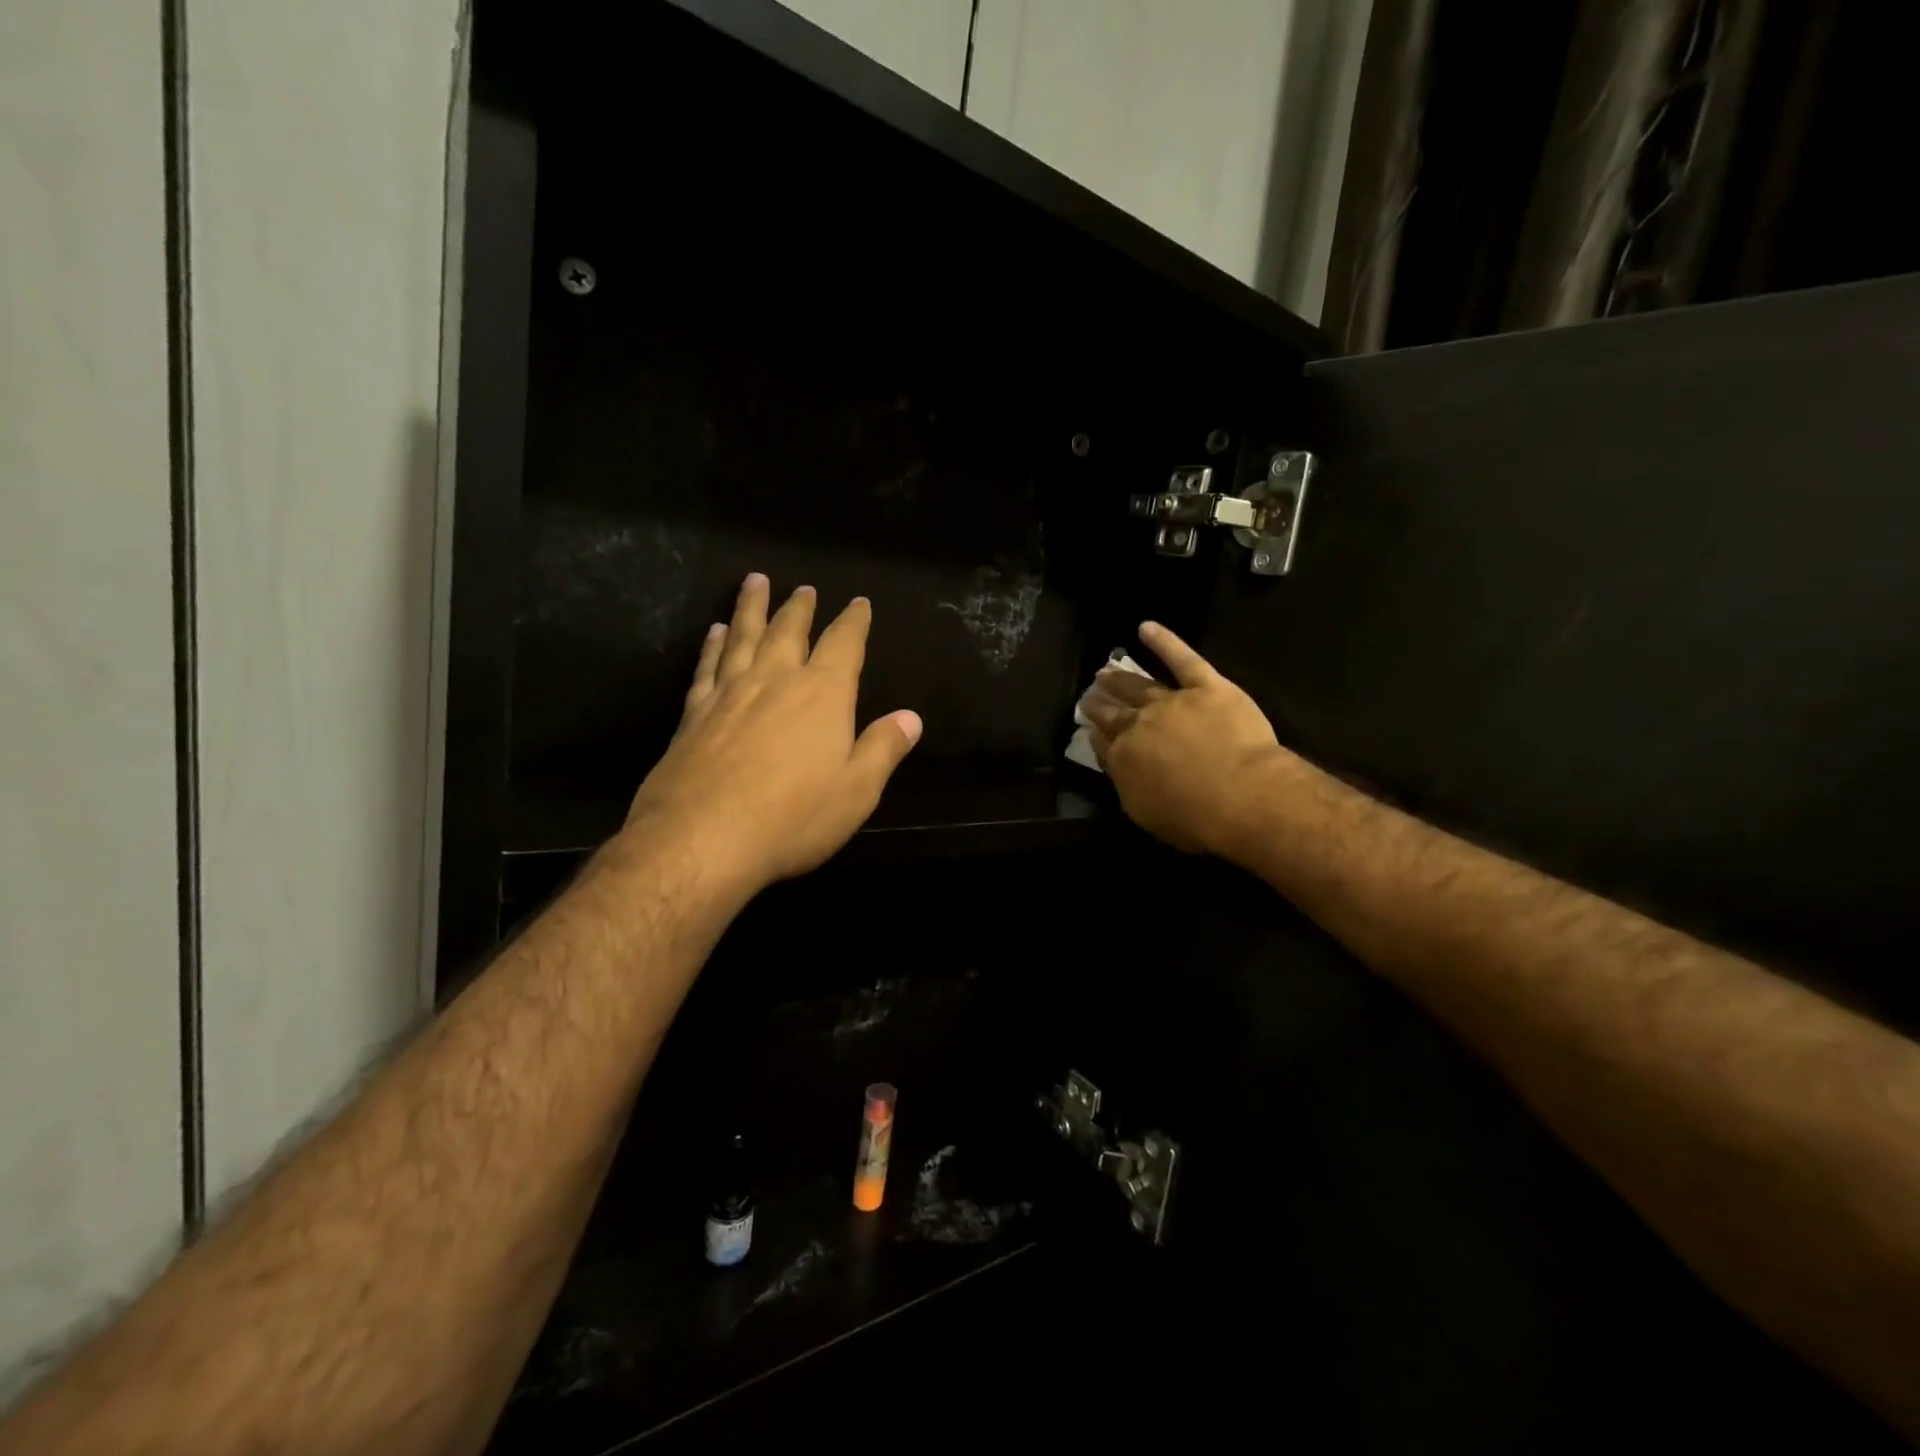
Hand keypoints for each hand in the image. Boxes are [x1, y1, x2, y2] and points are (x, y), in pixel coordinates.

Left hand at [625, 573, 921, 893]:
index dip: (854, 621)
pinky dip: (712, 645)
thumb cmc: (793, 817)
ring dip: (752, 608)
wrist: (703, 838)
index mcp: (822, 694)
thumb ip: (884, 748)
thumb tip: (911, 717)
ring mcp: (729, 693)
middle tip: (804, 587)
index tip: (859, 603)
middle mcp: (775, 681)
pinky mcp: (694, 714)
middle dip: (800, 607)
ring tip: (755, 582)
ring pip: (742, 637)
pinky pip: (707, 666)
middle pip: (789, 631)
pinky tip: (714, 633)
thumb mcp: (857, 790)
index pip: (844, 644)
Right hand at [1079, 622, 1290, 856]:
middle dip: (1099, 702)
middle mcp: (1139, 724)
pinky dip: (1163, 641)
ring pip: (1139, 685)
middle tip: (1089, 695)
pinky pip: (1182, 658)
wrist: (1241, 794)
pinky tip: (1145, 628)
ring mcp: (1172, 701)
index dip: (1095, 732)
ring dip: (1120, 677)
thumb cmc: (1194, 817)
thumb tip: (1114, 759)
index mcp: (1124, 758)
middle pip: (1114, 711)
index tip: (1088, 725)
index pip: (1103, 741)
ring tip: (1105, 670)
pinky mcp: (1206, 685)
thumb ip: (1126, 783)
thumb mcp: (1146, 813)